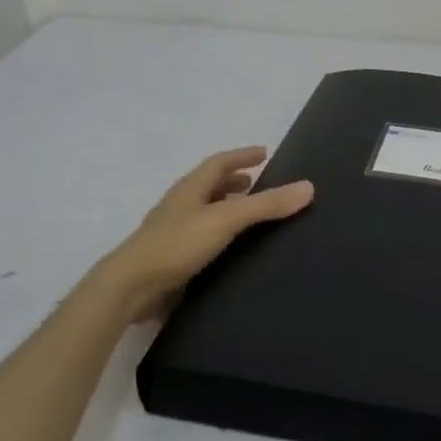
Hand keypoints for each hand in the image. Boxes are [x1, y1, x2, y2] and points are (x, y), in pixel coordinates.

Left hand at [104, 147, 313, 321]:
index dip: (241, 156)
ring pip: (204, 212)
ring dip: (226, 208)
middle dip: (234, 181)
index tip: (264, 153)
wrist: (132, 287)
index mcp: (190, 189)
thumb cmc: (178, 244)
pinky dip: (220, 234)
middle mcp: (180, 206)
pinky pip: (202, 237)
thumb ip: (266, 205)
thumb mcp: (227, 219)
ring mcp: (173, 232)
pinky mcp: (173, 258)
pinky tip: (233, 249)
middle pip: (209, 185)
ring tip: (250, 216)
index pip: (218, 163)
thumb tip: (308, 187)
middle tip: (259, 183)